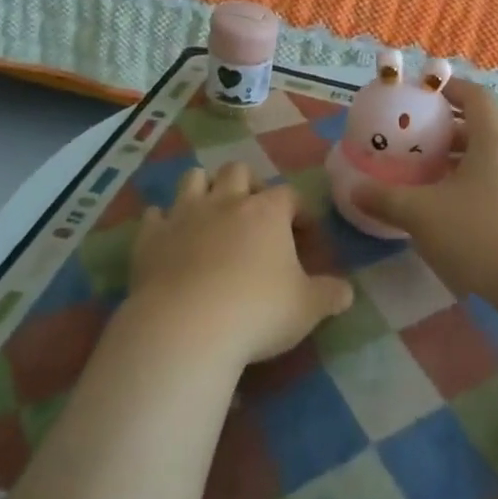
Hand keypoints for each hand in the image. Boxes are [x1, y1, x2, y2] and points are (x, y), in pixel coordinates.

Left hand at [129, 162, 353, 364]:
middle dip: (248, 186)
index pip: (289, 194)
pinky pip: (155, 215)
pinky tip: (168, 237)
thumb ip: (330, 295)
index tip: (306, 235)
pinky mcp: (150, 237)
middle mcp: (226, 201)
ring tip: (212, 213)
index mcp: (267, 212)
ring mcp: (184, 215)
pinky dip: (163, 222)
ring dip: (204, 189)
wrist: (186, 327)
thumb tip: (346, 291)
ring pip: (193, 178)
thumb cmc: (257, 312)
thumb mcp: (307, 309)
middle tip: (255, 215)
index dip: (300, 211)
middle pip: (238, 171)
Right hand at [355, 77, 497, 303]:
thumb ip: (386, 198)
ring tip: (422, 177)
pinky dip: (467, 190)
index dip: (449, 88)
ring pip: (485, 163)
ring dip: (455, 164)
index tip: (423, 92)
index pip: (475, 96)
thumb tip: (354, 189)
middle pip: (479, 130)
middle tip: (412, 141)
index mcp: (492, 140)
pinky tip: (445, 213)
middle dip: (444, 132)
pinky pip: (493, 189)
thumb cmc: (481, 232)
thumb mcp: (423, 213)